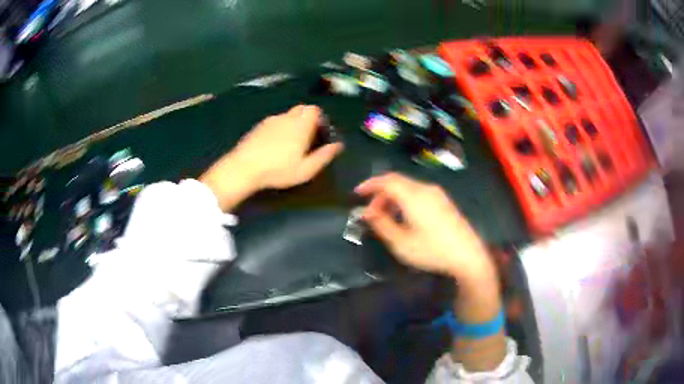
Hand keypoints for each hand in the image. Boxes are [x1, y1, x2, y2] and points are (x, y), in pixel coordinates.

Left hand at [200, 105, 342, 209]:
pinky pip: (275, 121)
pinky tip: (274, 144)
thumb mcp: (306, 169)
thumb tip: (338, 145)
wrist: (244, 168)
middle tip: (307, 137)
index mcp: (301, 125)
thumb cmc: (279, 170)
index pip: (314, 109)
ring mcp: (270, 120)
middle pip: (301, 109)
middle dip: (307, 118)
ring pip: (287, 115)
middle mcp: (286, 118)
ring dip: (293, 123)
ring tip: (290, 143)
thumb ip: (324, 156)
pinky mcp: (258, 126)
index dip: (319, 118)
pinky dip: (279, 127)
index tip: (320, 133)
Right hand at [355, 173, 493, 281]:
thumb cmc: (432, 250)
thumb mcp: (401, 243)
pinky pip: (418, 193)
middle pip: (397, 182)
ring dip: (393, 198)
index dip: (370, 185)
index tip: (357, 193)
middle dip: (380, 194)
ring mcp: (437, 194)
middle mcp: (425, 189)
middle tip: (371, 213)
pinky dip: (405, 200)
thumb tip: (367, 212)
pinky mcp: (444, 201)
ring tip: (386, 217)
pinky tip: (404, 218)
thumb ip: (382, 225)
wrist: (467, 255)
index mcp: (414, 196)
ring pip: (408, 187)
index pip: (387, 180)